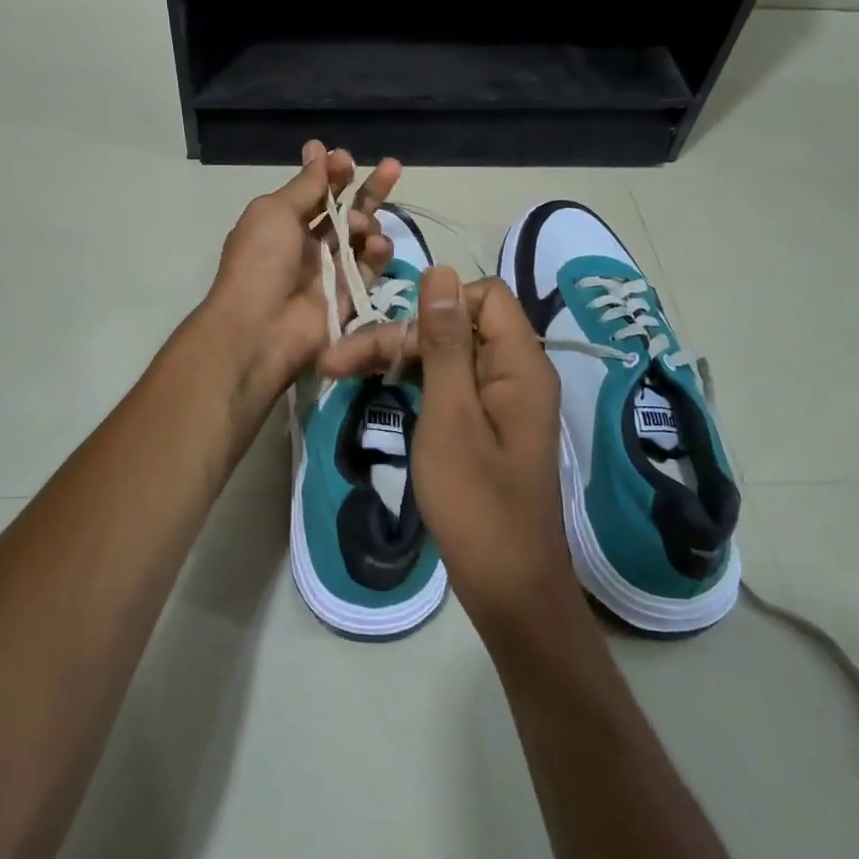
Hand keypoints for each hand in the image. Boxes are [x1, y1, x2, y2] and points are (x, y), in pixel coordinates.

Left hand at [202, 139, 401, 419]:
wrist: (261, 329)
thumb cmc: (261, 262)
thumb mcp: (275, 212)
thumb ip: (305, 185)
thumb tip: (317, 149)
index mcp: (282, 222)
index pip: (315, 191)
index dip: (332, 174)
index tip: (345, 159)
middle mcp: (307, 244)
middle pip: (345, 210)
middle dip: (367, 189)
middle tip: (391, 167)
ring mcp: (329, 270)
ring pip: (362, 237)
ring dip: (368, 221)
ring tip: (362, 225)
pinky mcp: (349, 295)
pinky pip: (369, 268)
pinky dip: (377, 253)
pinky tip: (378, 244)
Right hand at [318, 268, 570, 631]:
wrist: (508, 587)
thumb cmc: (476, 503)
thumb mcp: (451, 416)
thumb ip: (446, 343)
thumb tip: (439, 272)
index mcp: (519, 363)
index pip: (483, 295)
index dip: (438, 304)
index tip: (398, 339)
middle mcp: (515, 372)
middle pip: (458, 324)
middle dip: (401, 336)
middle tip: (338, 362)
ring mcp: (501, 400)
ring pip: (448, 355)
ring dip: (400, 358)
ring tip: (342, 372)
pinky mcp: (486, 424)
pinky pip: (451, 384)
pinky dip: (416, 383)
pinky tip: (378, 390)